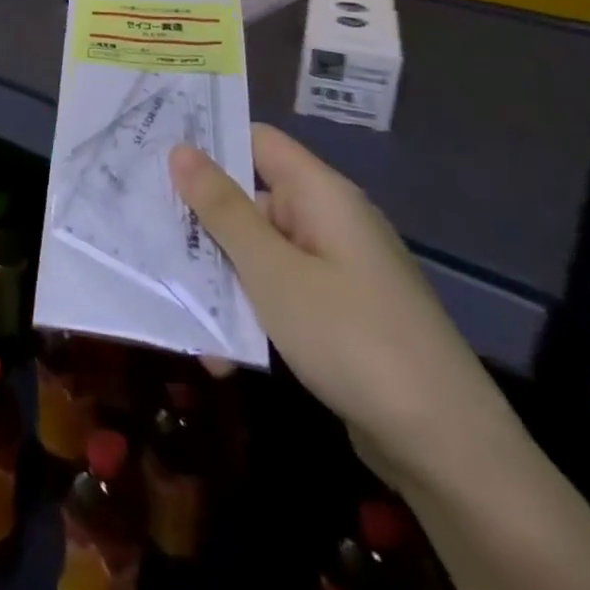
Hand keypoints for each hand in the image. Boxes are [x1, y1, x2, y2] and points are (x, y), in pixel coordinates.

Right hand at [171, 126, 521, 497]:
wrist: (448, 450)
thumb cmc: (351, 338)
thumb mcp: (272, 271)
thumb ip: (222, 209)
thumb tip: (181, 149)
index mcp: (320, 196)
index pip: (257, 140)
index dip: (208, 139)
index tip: (152, 148)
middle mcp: (327, 222)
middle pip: (249, 200)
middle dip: (198, 221)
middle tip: (140, 229)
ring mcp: (332, 270)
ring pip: (256, 253)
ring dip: (216, 278)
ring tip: (173, 306)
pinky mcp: (333, 314)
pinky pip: (275, 294)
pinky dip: (245, 313)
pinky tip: (218, 352)